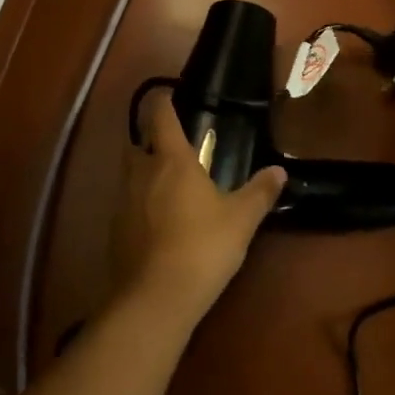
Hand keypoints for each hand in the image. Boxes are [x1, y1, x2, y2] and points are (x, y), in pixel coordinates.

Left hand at [115, 96, 287, 324]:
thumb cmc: (202, 246)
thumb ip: (260, 192)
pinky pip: (126, 205)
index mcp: (171, 160)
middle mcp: (141, 172)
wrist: (156, 298)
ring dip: (144, 174)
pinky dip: (139, 206)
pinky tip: (157, 224)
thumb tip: (280, 170)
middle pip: (138, 143)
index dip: (163, 103)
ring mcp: (122, 202)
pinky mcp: (114, 231)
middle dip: (151, 141)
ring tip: (167, 188)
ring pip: (130, 175)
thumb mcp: (241, 220)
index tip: (169, 97)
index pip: (160, 116)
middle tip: (174, 150)